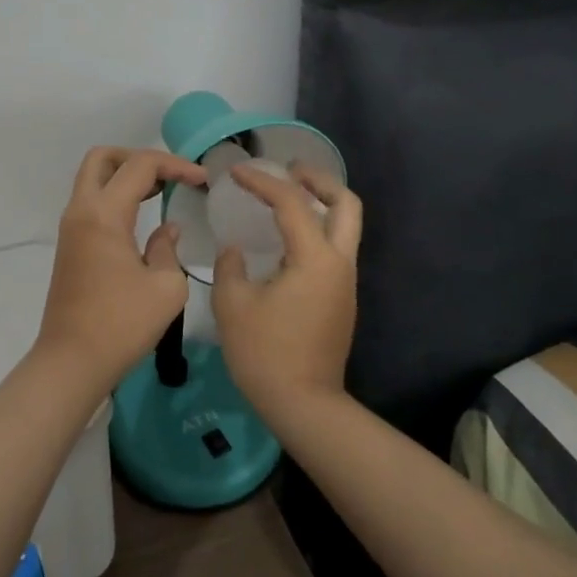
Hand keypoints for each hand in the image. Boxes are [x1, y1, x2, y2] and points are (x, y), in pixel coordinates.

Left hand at [38, 146, 207, 394]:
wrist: (72, 362)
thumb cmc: (121, 324)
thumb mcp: (165, 288)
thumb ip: (169, 248)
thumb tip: (166, 230)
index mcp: (104, 214)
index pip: (140, 166)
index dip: (176, 166)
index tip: (203, 181)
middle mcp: (81, 211)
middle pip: (103, 158)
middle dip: (138, 158)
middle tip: (169, 175)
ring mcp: (71, 227)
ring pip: (93, 178)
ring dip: (125, 176)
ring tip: (162, 190)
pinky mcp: (70, 245)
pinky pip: (92, 202)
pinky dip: (116, 195)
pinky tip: (142, 215)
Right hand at [211, 164, 362, 427]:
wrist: (304, 405)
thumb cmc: (264, 353)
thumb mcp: (233, 304)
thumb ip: (230, 266)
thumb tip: (235, 252)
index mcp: (315, 259)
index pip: (291, 203)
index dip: (262, 181)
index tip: (235, 172)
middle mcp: (339, 263)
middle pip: (346, 204)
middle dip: (318, 180)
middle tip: (288, 171)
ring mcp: (345, 283)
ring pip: (346, 226)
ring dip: (321, 203)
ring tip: (286, 197)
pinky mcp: (341, 299)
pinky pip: (335, 248)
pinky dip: (317, 228)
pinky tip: (287, 238)